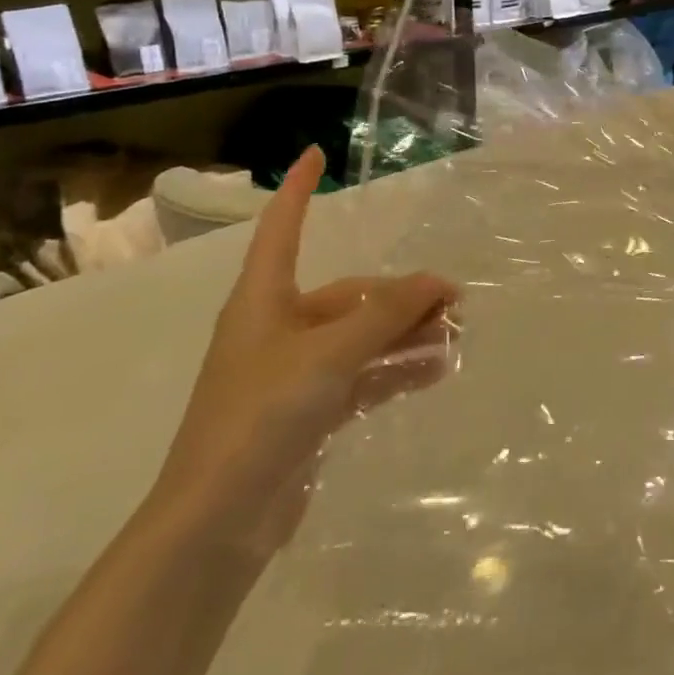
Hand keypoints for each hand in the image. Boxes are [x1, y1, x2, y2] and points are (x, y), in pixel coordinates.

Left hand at [154, 147, 455, 549]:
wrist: (218, 521)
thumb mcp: (331, 354)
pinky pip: (363, 375)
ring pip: (362, 336)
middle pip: (349, 295)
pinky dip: (397, 369)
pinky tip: (436, 370)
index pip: (283, 228)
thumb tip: (438, 281)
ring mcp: (295, 372)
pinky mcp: (310, 411)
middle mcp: (279, 328)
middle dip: (401, 296)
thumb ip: (388, 314)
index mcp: (265, 300)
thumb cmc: (262, 414)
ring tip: (455, 337)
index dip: (297, 190)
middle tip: (455, 304)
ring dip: (406, 334)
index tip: (314, 153)